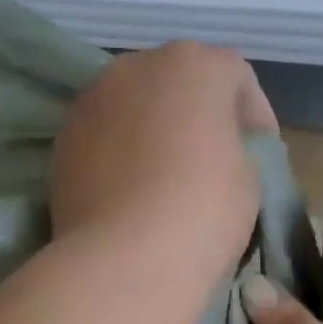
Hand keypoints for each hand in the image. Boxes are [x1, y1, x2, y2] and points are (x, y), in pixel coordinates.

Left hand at [52, 41, 276, 272]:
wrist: (125, 260)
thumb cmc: (203, 210)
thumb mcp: (250, 177)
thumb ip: (236, 147)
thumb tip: (215, 152)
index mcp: (193, 64)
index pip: (234, 76)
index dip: (254, 115)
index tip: (260, 153)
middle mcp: (135, 67)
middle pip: (176, 83)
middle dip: (196, 115)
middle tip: (212, 160)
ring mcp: (91, 102)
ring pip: (133, 108)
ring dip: (152, 132)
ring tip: (164, 179)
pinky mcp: (62, 142)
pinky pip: (103, 138)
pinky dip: (119, 155)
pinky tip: (129, 194)